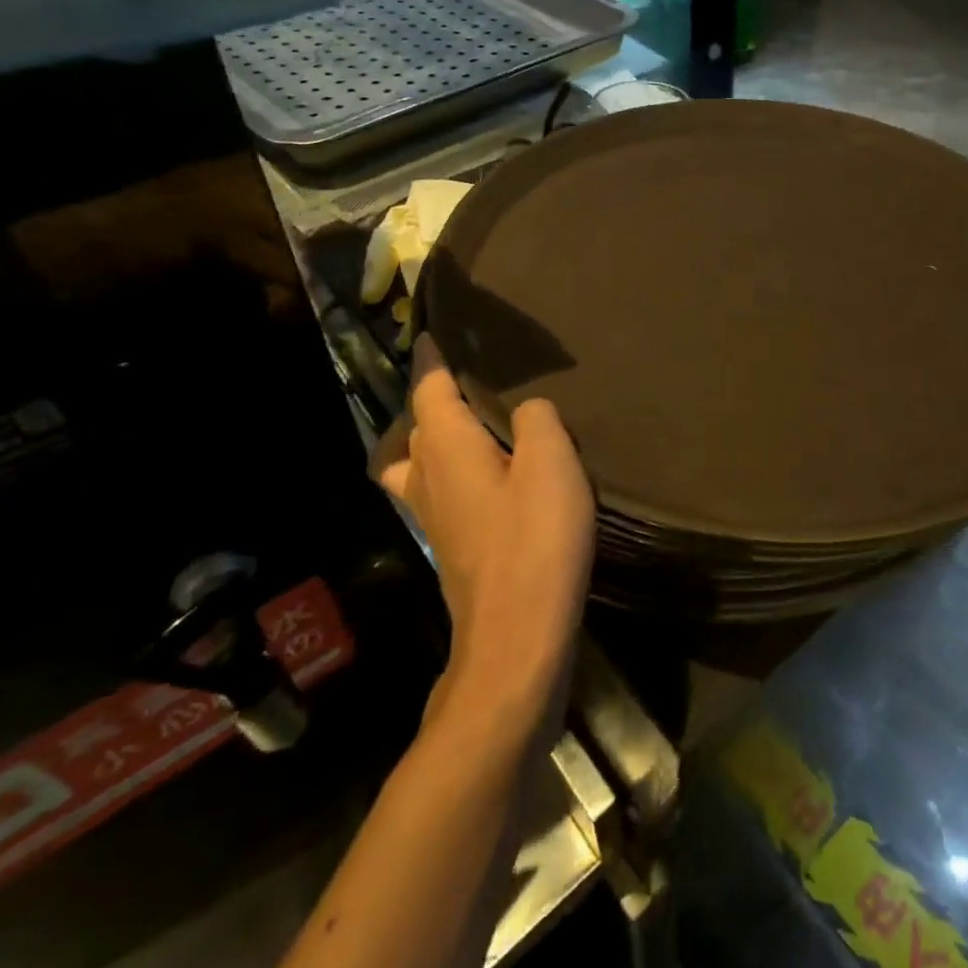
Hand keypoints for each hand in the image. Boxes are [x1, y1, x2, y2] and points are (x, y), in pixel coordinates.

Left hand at [370, 338, 595, 710]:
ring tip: (470, 425)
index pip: (428, 387)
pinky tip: (484, 474)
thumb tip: (524, 412)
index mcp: (445, 446)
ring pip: (417, 460)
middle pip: (416, 424)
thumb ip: (535, 420)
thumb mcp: (551, 462)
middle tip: (467, 376)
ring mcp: (431, 514)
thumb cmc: (534, 539)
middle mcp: (426, 474)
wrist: (517, 634)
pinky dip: (449, 467)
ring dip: (433, 437)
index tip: (432, 333)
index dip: (431, 358)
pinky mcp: (448, 543)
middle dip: (432, 397)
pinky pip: (436, 486)